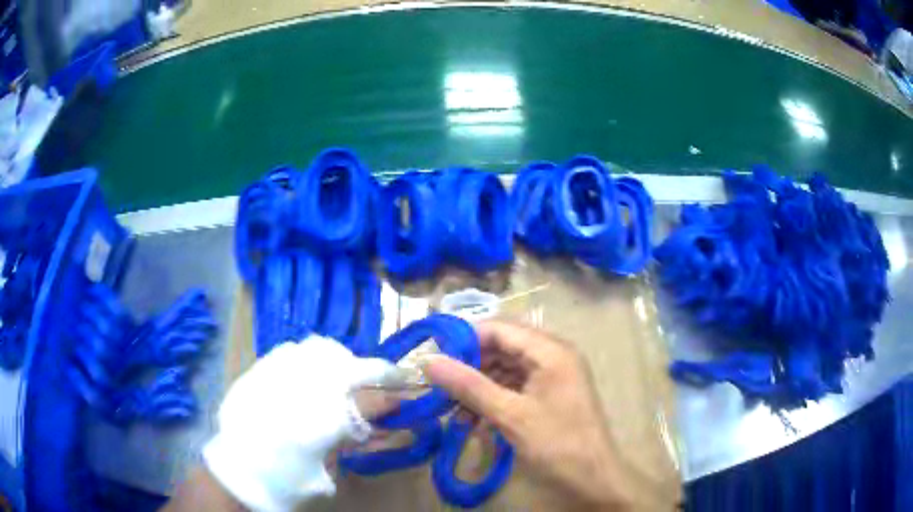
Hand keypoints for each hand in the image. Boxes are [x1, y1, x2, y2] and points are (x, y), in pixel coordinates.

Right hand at [424, 320, 636, 510]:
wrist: (592, 478)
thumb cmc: (556, 443)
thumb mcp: (510, 415)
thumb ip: (469, 386)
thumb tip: (429, 361)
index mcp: (550, 350)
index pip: (500, 329)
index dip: (466, 339)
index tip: (435, 357)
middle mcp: (553, 356)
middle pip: (502, 349)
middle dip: (471, 368)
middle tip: (442, 388)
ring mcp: (552, 377)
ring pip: (506, 371)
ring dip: (479, 389)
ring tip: (456, 413)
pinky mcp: (549, 396)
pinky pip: (515, 389)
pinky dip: (494, 401)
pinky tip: (475, 422)